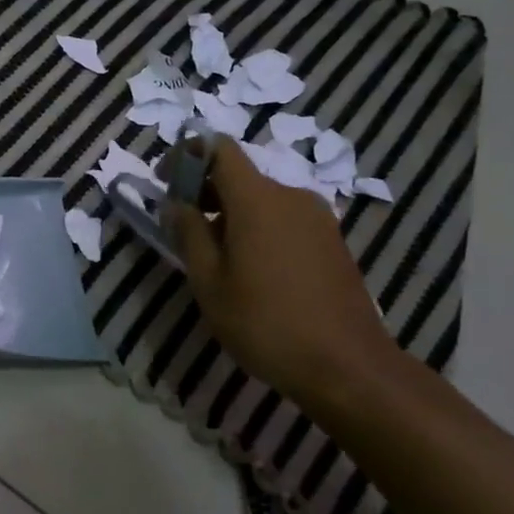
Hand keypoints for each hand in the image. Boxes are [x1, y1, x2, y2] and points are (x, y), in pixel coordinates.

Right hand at [165, 138, 404, 419]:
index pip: (219, 148)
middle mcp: (290, 196)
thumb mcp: (209, 282)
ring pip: (263, 200)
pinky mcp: (332, 240)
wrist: (347, 365)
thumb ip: (188, 233)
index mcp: (257, 198)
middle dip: (206, 191)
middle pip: (240, 175)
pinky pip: (284, 219)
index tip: (166, 181)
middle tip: (182, 226)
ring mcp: (317, 218)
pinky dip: (259, 228)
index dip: (187, 155)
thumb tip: (175, 203)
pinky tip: (252, 269)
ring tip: (214, 255)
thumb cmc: (265, 322)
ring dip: (232, 214)